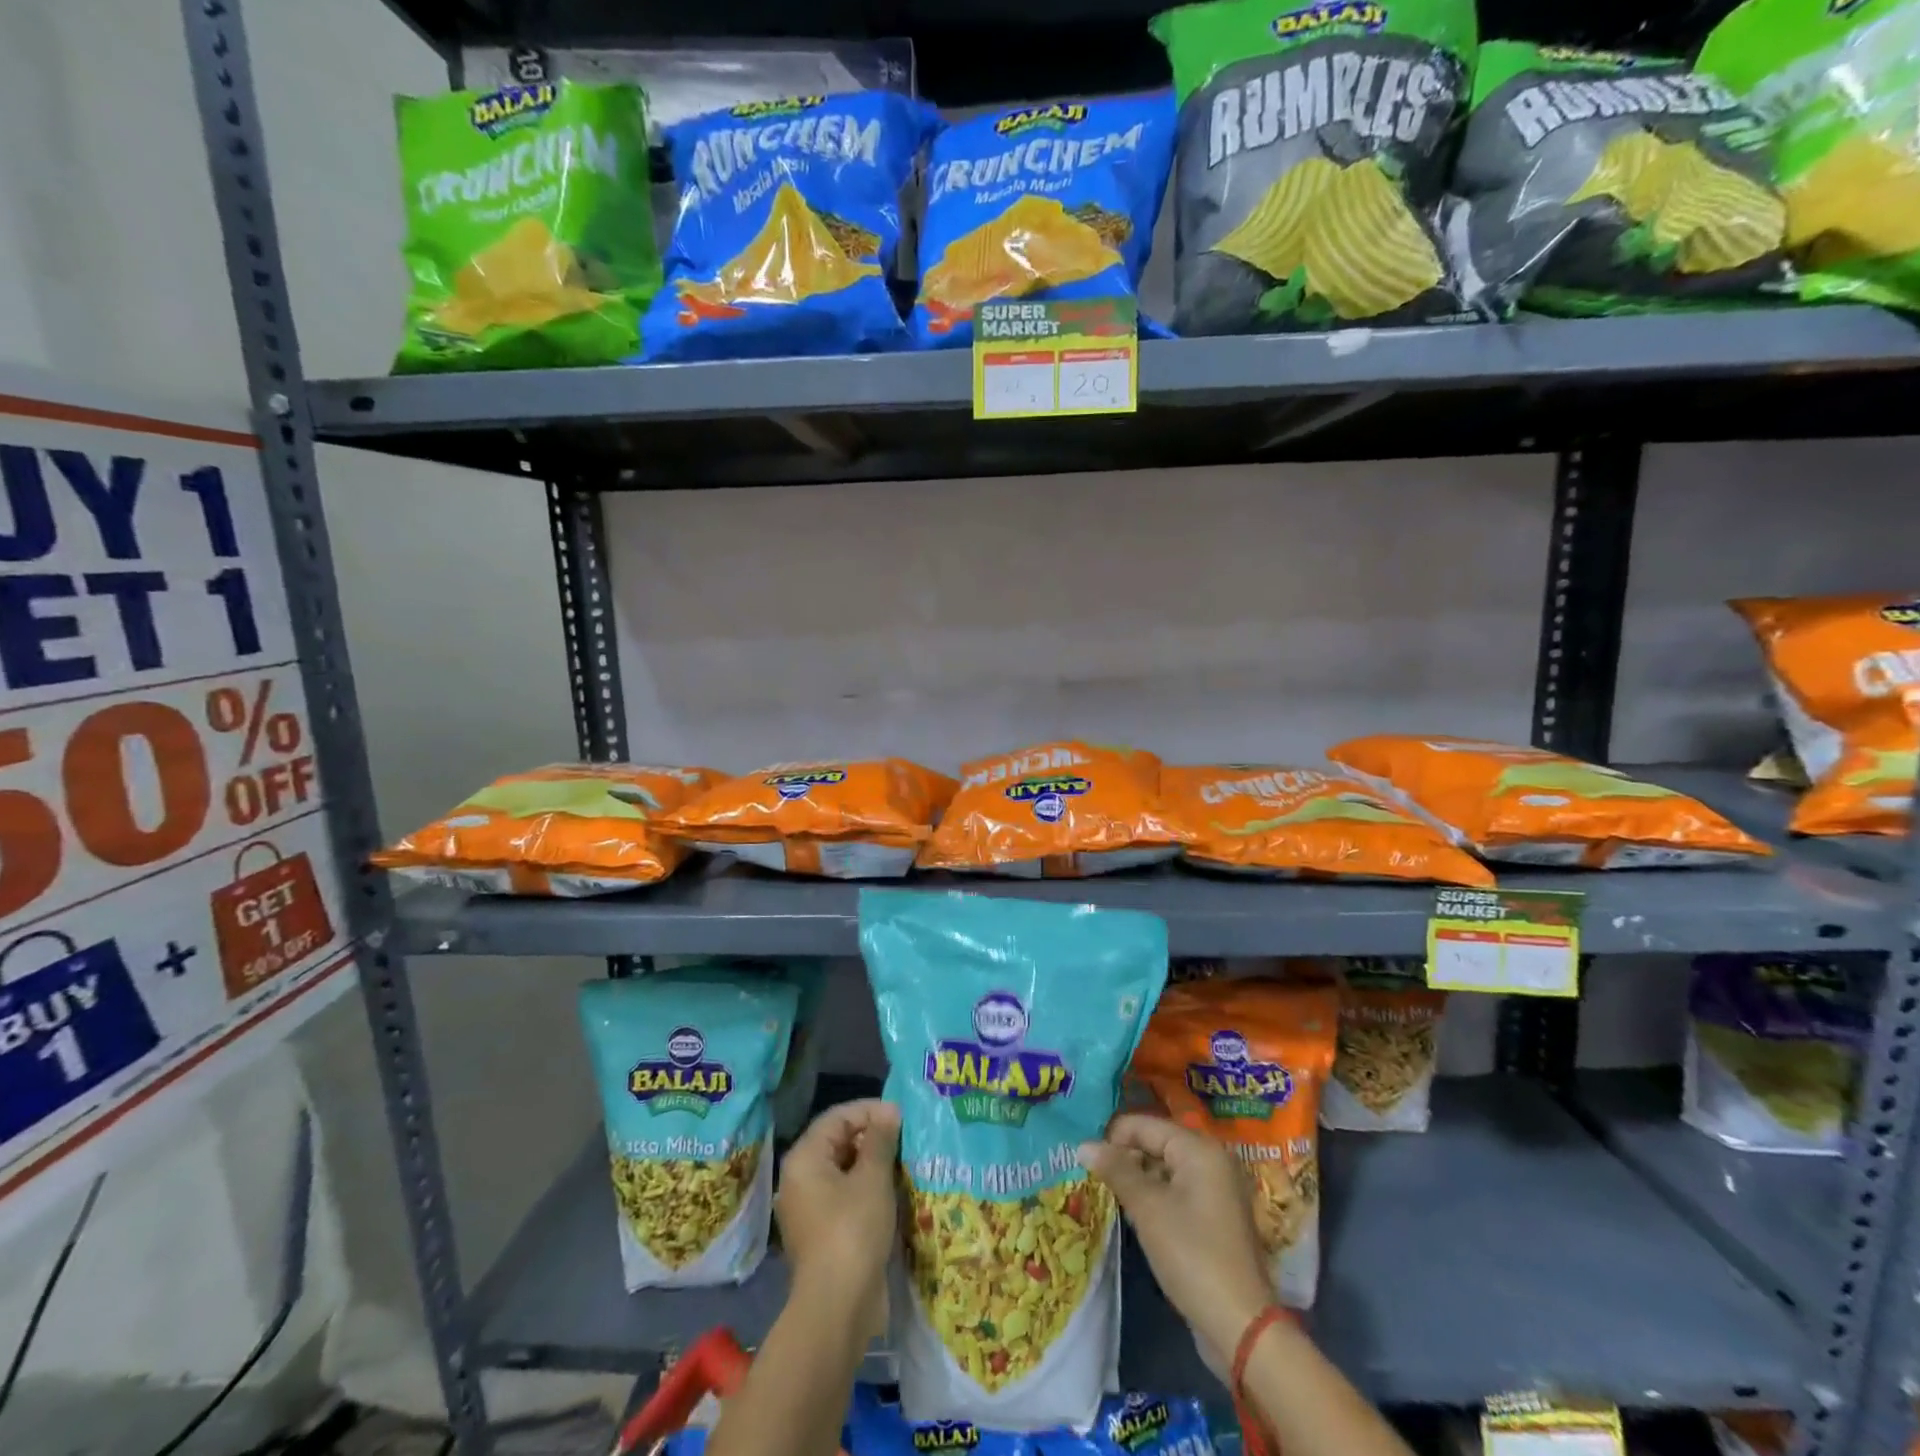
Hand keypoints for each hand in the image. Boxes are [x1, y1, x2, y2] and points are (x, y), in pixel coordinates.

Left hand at [776, 1099, 900, 1333]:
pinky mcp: (822, 1232)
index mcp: (805, 1158)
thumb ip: (881, 1139)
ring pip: (843, 1170)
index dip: (870, 1110)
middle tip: (905, 1139)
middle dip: (873, 1137)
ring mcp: (809, 1208)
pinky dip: (866, 1189)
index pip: (838, 1117)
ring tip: (903, 1163)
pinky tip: (892, 1193)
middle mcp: (800, 1178)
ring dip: (872, 1164)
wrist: (837, 1307)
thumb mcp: (872, 1178)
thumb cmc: (853, 1230)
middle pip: (838, 1141)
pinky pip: (844, 1196)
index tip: (901, 1116)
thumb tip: (889, 1110)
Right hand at [1077, 1114, 1271, 1357]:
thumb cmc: (1191, 1254)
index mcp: (1200, 1149)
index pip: (1146, 1125)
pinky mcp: (1216, 1217)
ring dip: (1138, 1179)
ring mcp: (1217, 1190)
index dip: (1114, 1137)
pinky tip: (1136, 1216)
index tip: (1086, 1157)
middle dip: (1126, 1158)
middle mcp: (1212, 1160)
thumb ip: (1116, 1170)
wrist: (1240, 1326)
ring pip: (1166, 1169)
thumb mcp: (1147, 1208)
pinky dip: (1156, 1197)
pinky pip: (1178, 1192)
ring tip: (1111, 1195)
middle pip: (1157, 1144)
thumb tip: (1084, 1145)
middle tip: (1095, 1177)